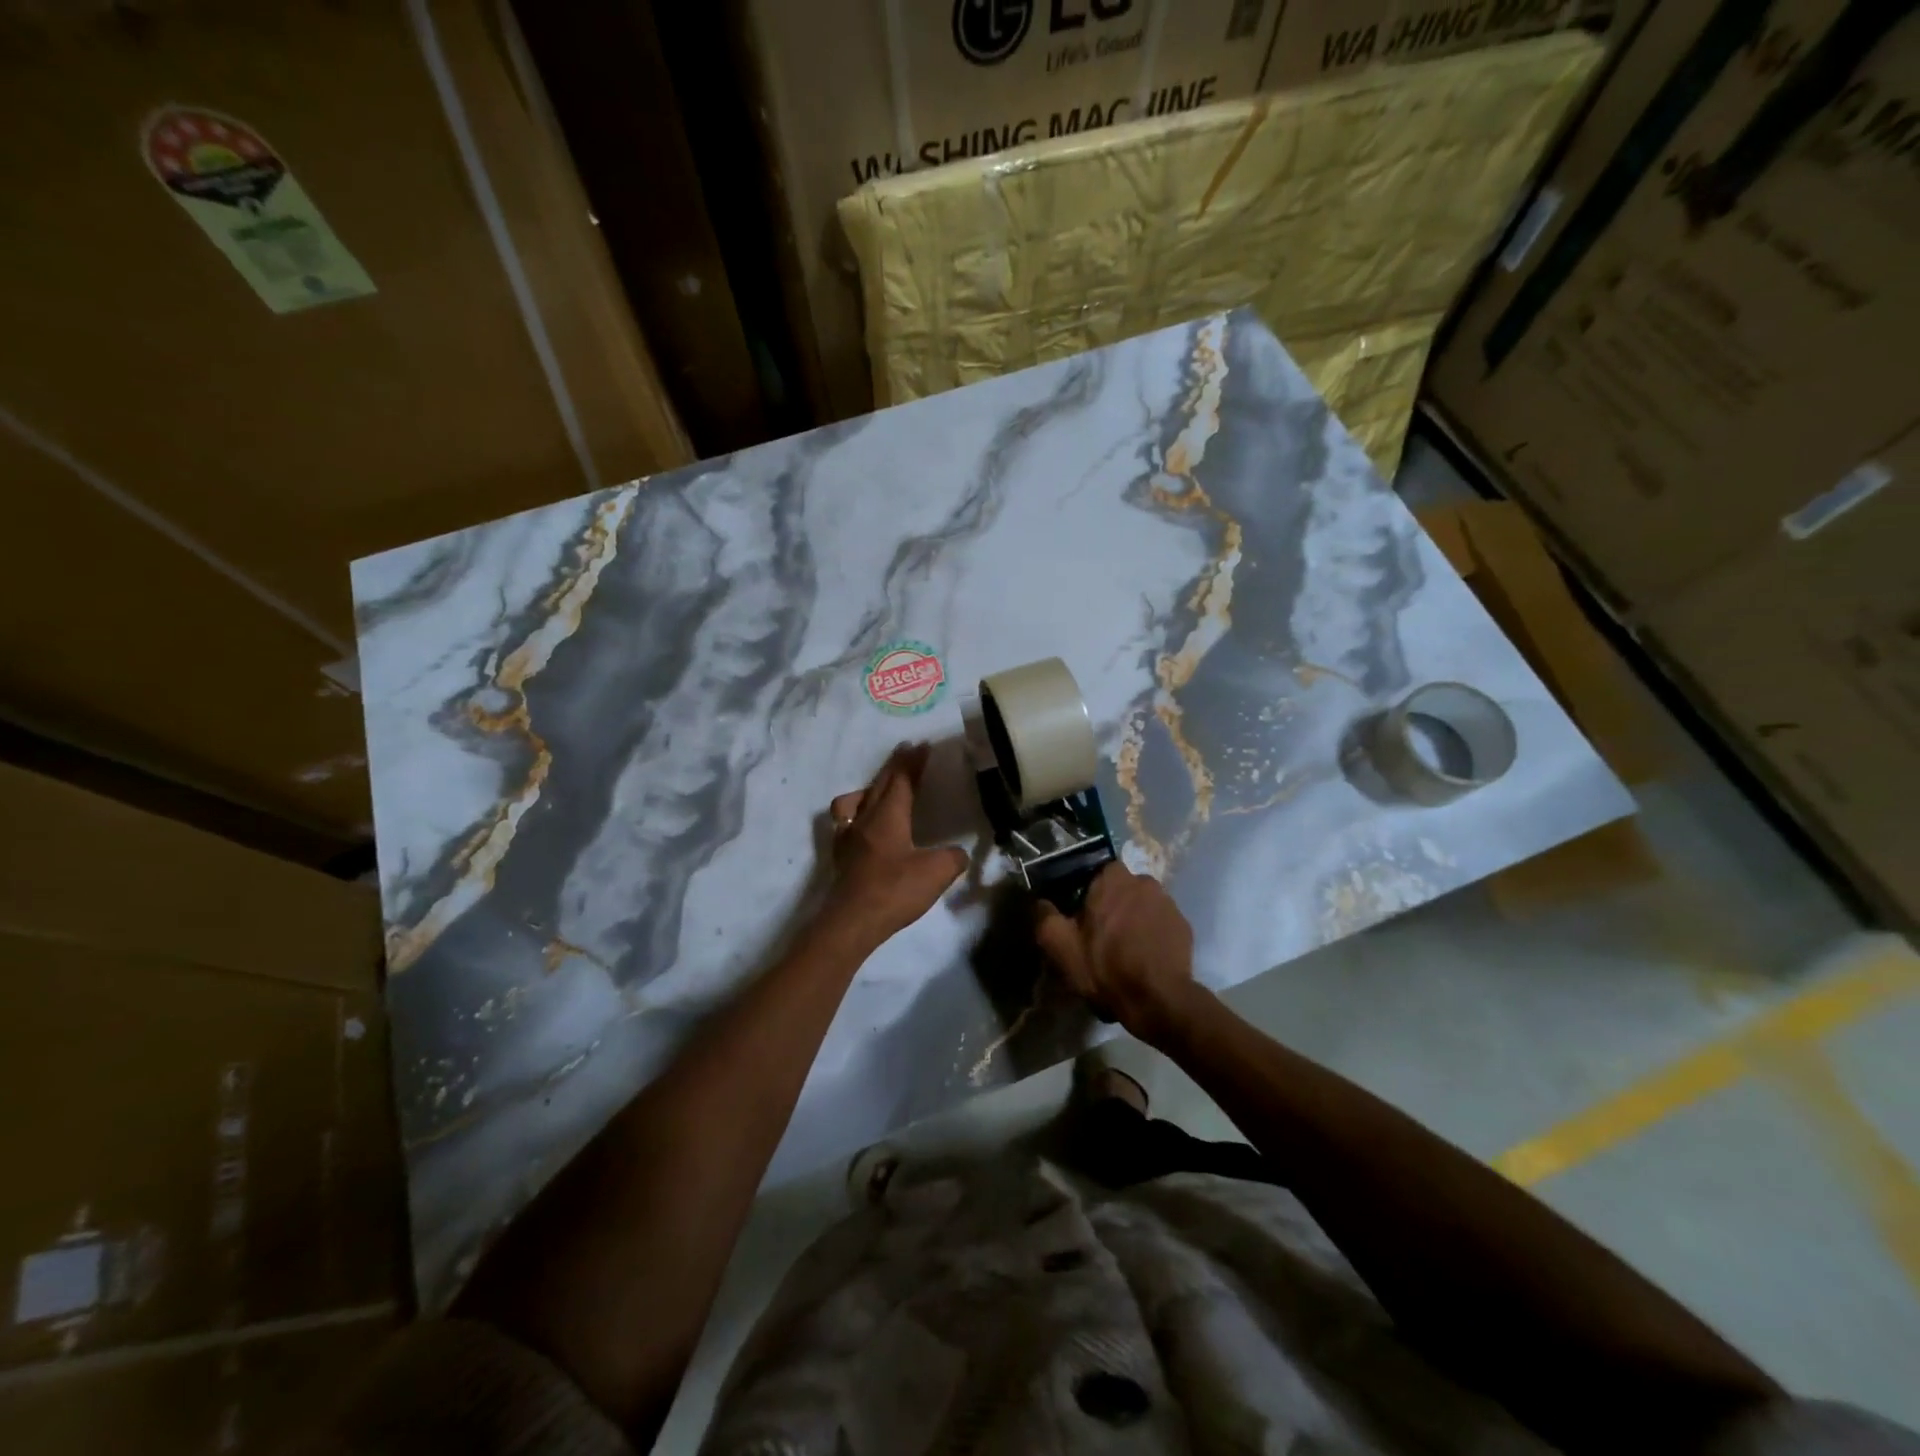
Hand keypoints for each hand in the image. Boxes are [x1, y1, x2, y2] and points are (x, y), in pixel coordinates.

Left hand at [824, 743, 968, 943]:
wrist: (852, 922)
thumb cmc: (895, 890)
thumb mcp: (937, 873)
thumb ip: (953, 858)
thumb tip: (957, 853)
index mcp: (889, 815)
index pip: (902, 779)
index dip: (913, 761)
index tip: (922, 745)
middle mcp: (865, 818)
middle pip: (879, 783)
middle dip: (894, 766)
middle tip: (906, 751)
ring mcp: (848, 837)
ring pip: (856, 800)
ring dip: (870, 787)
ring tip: (879, 788)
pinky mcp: (840, 857)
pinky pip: (845, 823)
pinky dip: (855, 815)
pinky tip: (862, 826)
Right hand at [1034, 864, 1198, 1042]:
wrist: (1159, 1000)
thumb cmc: (1106, 967)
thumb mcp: (1061, 946)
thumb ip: (1045, 916)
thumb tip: (1040, 902)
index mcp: (1112, 879)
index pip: (1095, 872)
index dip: (1086, 893)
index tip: (1081, 916)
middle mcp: (1143, 881)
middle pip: (1121, 888)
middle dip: (1112, 905)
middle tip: (1101, 935)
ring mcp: (1168, 903)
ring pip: (1142, 904)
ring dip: (1134, 919)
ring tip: (1125, 950)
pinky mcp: (1184, 925)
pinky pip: (1161, 922)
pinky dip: (1152, 934)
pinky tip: (1145, 958)